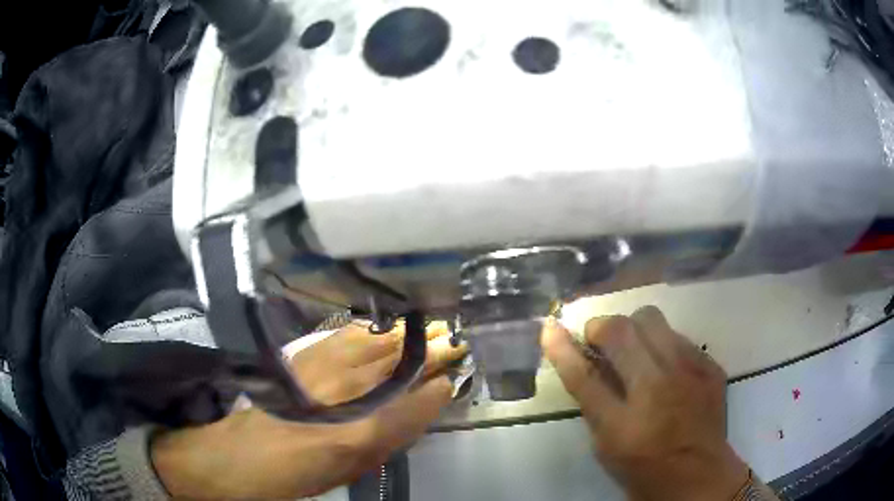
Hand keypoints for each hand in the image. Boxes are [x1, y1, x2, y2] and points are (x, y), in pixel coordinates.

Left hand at [152, 322, 466, 498]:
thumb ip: (393, 433)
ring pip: (373, 343)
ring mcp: (320, 369)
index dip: (441, 376)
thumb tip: (427, 400)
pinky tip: (379, 329)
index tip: (460, 363)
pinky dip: (368, 331)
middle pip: (396, 362)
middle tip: (452, 337)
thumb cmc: (300, 473)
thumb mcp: (352, 466)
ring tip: (426, 327)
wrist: (240, 457)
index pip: (416, 396)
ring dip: (403, 335)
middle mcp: (344, 392)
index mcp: (361, 429)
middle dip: (428, 347)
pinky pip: (343, 337)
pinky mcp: (302, 359)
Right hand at [542, 307, 748, 500]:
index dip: (562, 348)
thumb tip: (586, 362)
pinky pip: (679, 336)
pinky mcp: (710, 366)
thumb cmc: (644, 469)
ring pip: (652, 319)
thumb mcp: (607, 446)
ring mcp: (689, 373)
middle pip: (621, 331)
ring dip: (634, 330)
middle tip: (601, 341)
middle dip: (602, 327)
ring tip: (637, 350)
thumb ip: (595, 403)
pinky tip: (668, 367)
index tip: (549, 327)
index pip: (583, 375)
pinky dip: (665, 345)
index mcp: (623, 423)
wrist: (699, 476)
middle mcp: (657, 390)